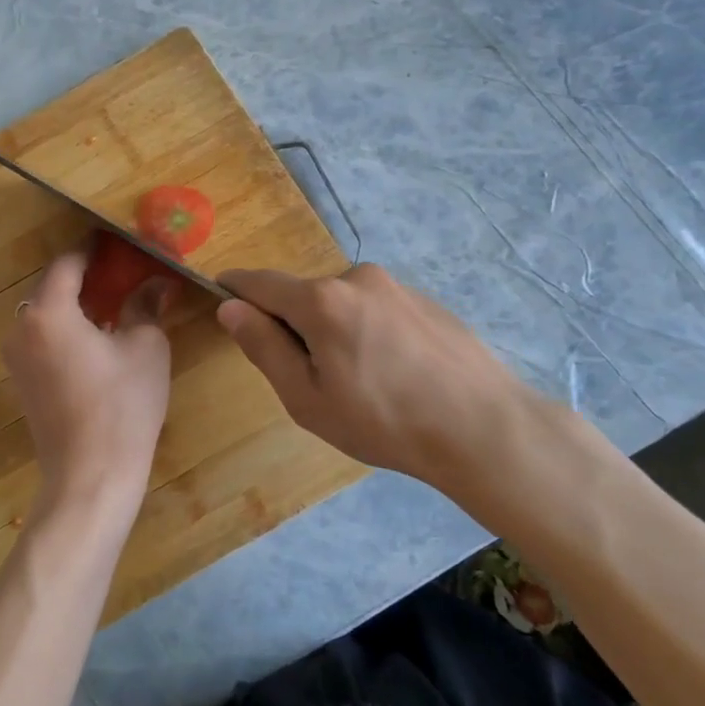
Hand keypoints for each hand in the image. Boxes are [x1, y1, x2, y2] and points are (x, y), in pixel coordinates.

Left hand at [4, 247, 174, 535]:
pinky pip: (42, 339)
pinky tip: (97, 339)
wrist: (91, 476)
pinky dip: (66, 330)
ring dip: (76, 305)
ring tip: (114, 305)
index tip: (118, 243)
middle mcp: (21, 328)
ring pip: (46, 314)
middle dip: (86, 278)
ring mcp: (16, 358)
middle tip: (124, 273)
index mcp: (47, 312)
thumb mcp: (145, 347)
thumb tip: (157, 282)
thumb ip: (145, 305)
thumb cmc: (122, 405)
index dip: (94, 250)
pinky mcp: (22, 382)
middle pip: (52, 287)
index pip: (68, 263)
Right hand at [217, 264, 539, 496]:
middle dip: (293, 325)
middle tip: (310, 379)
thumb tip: (230, 308)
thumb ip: (264, 347)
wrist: (484, 428)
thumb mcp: (307, 397)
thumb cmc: (383, 420)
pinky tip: (394, 373)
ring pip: (342, 303)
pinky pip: (376, 309)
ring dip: (333, 330)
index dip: (234, 289)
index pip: (260, 282)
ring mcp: (396, 286)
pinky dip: (367, 331)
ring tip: (361, 382)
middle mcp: (357, 278)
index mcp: (321, 300)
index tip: (220, 296)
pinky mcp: (425, 300)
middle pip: (304, 295)